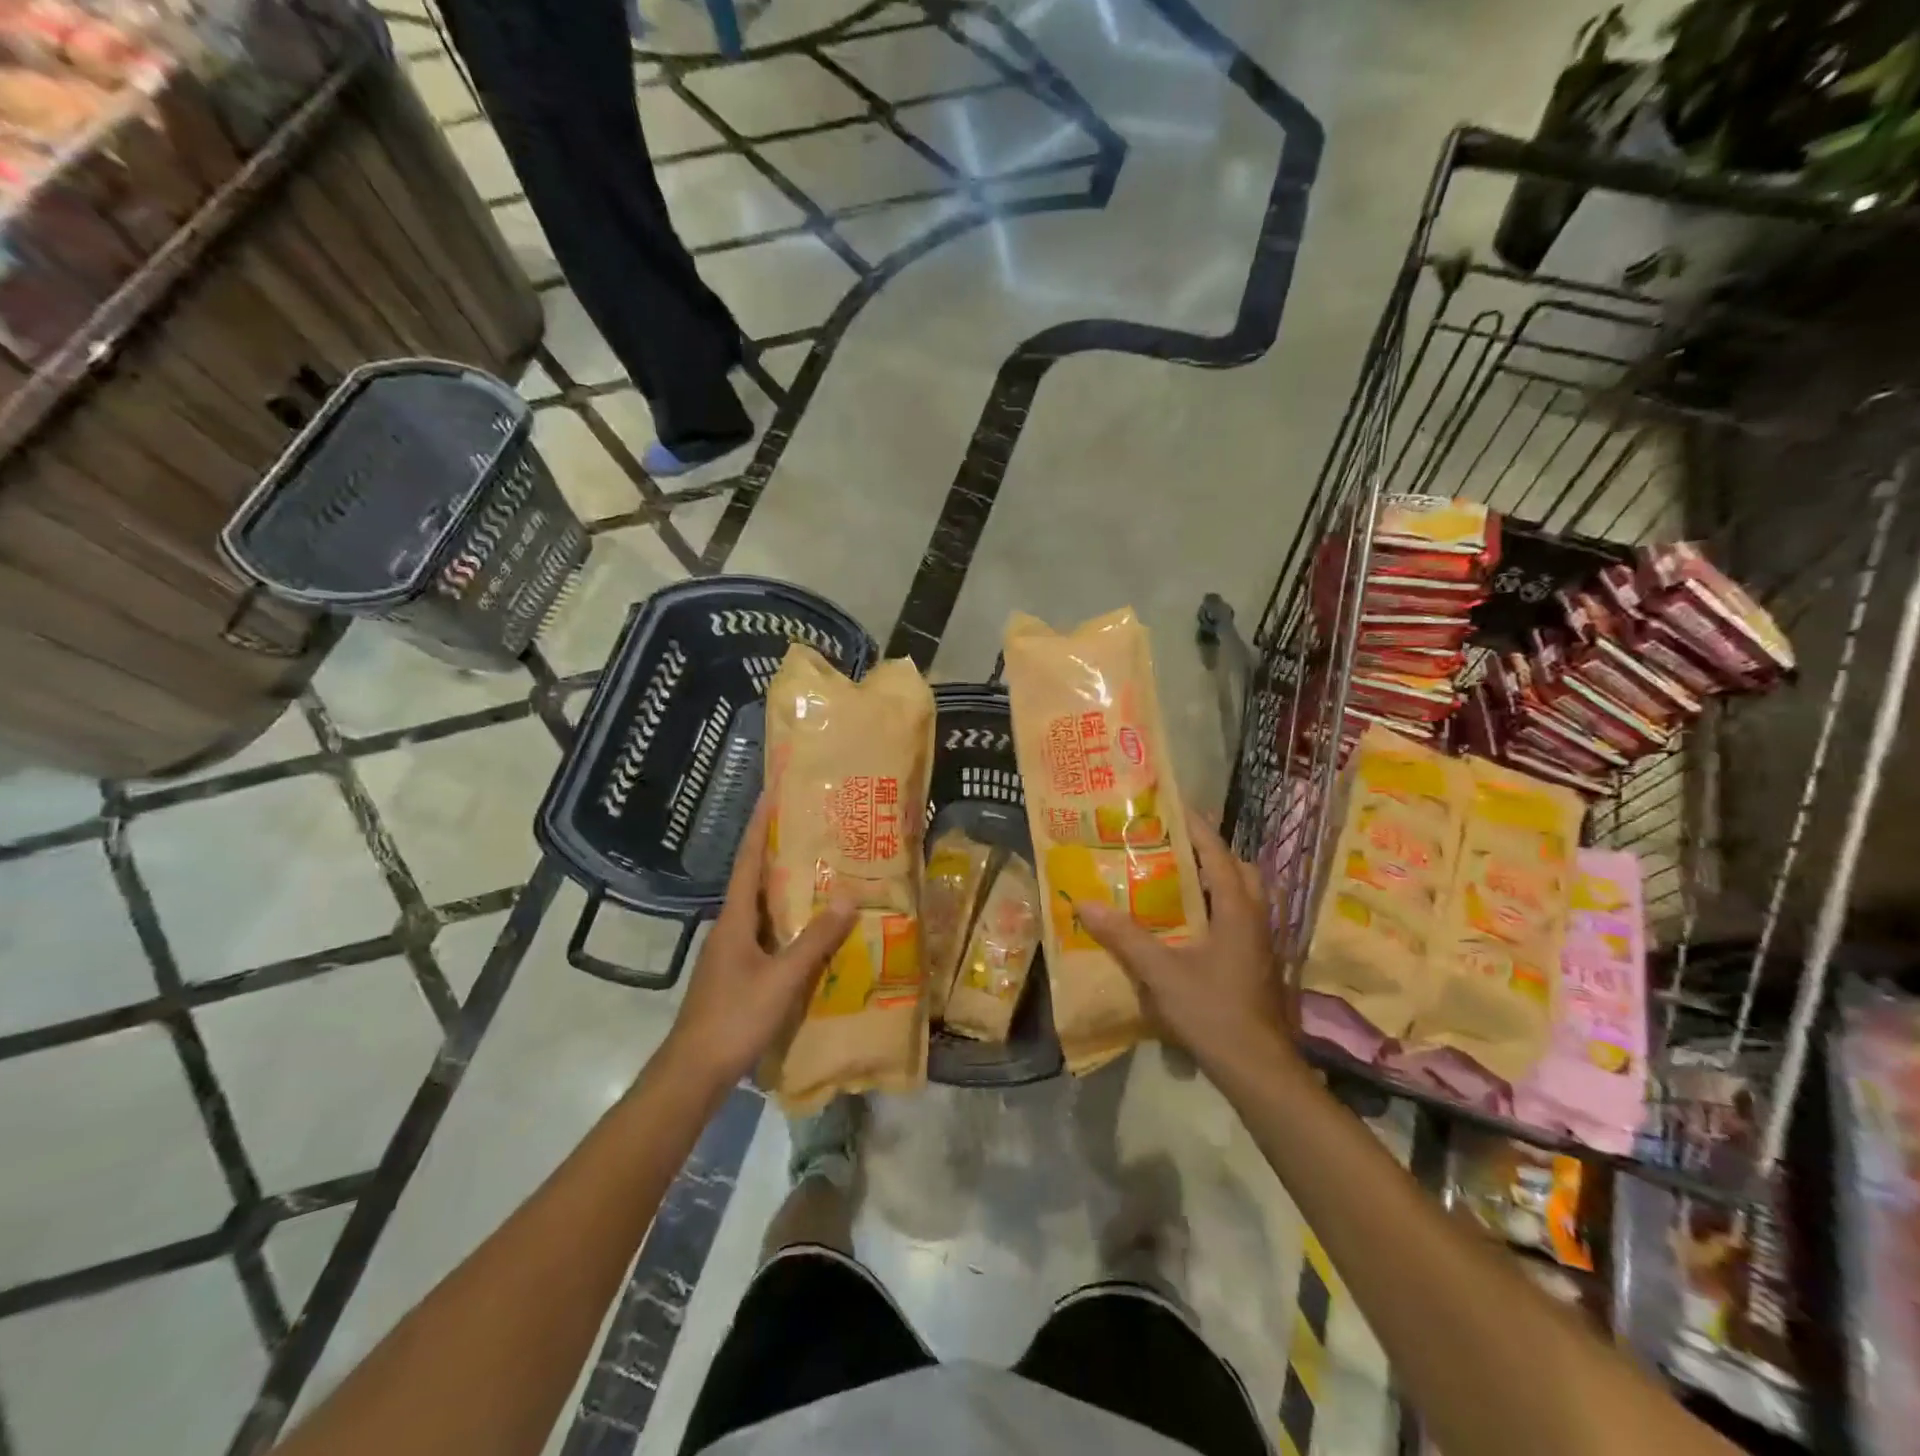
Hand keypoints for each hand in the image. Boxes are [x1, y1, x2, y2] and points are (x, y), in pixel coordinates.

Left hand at [662, 795, 857, 1086]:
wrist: (694, 1072)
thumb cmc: (734, 1018)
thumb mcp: (782, 980)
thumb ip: (815, 941)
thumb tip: (846, 898)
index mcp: (734, 920)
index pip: (747, 862)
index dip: (759, 828)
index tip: (771, 796)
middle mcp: (729, 927)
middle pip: (754, 880)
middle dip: (778, 852)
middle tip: (811, 830)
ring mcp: (731, 952)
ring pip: (761, 908)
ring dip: (784, 887)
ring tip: (819, 870)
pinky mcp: (736, 973)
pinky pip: (765, 934)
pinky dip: (786, 921)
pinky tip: (809, 929)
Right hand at [1076, 809, 1296, 1078]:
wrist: (1259, 1070)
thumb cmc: (1214, 1012)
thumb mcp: (1162, 972)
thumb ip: (1125, 937)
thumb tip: (1084, 904)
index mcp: (1238, 909)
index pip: (1217, 854)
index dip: (1196, 827)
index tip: (1172, 805)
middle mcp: (1256, 919)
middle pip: (1238, 871)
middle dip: (1209, 853)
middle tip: (1171, 846)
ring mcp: (1260, 944)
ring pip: (1240, 897)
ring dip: (1213, 882)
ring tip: (1174, 880)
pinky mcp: (1256, 965)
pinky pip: (1235, 920)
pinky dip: (1214, 909)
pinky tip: (1185, 926)